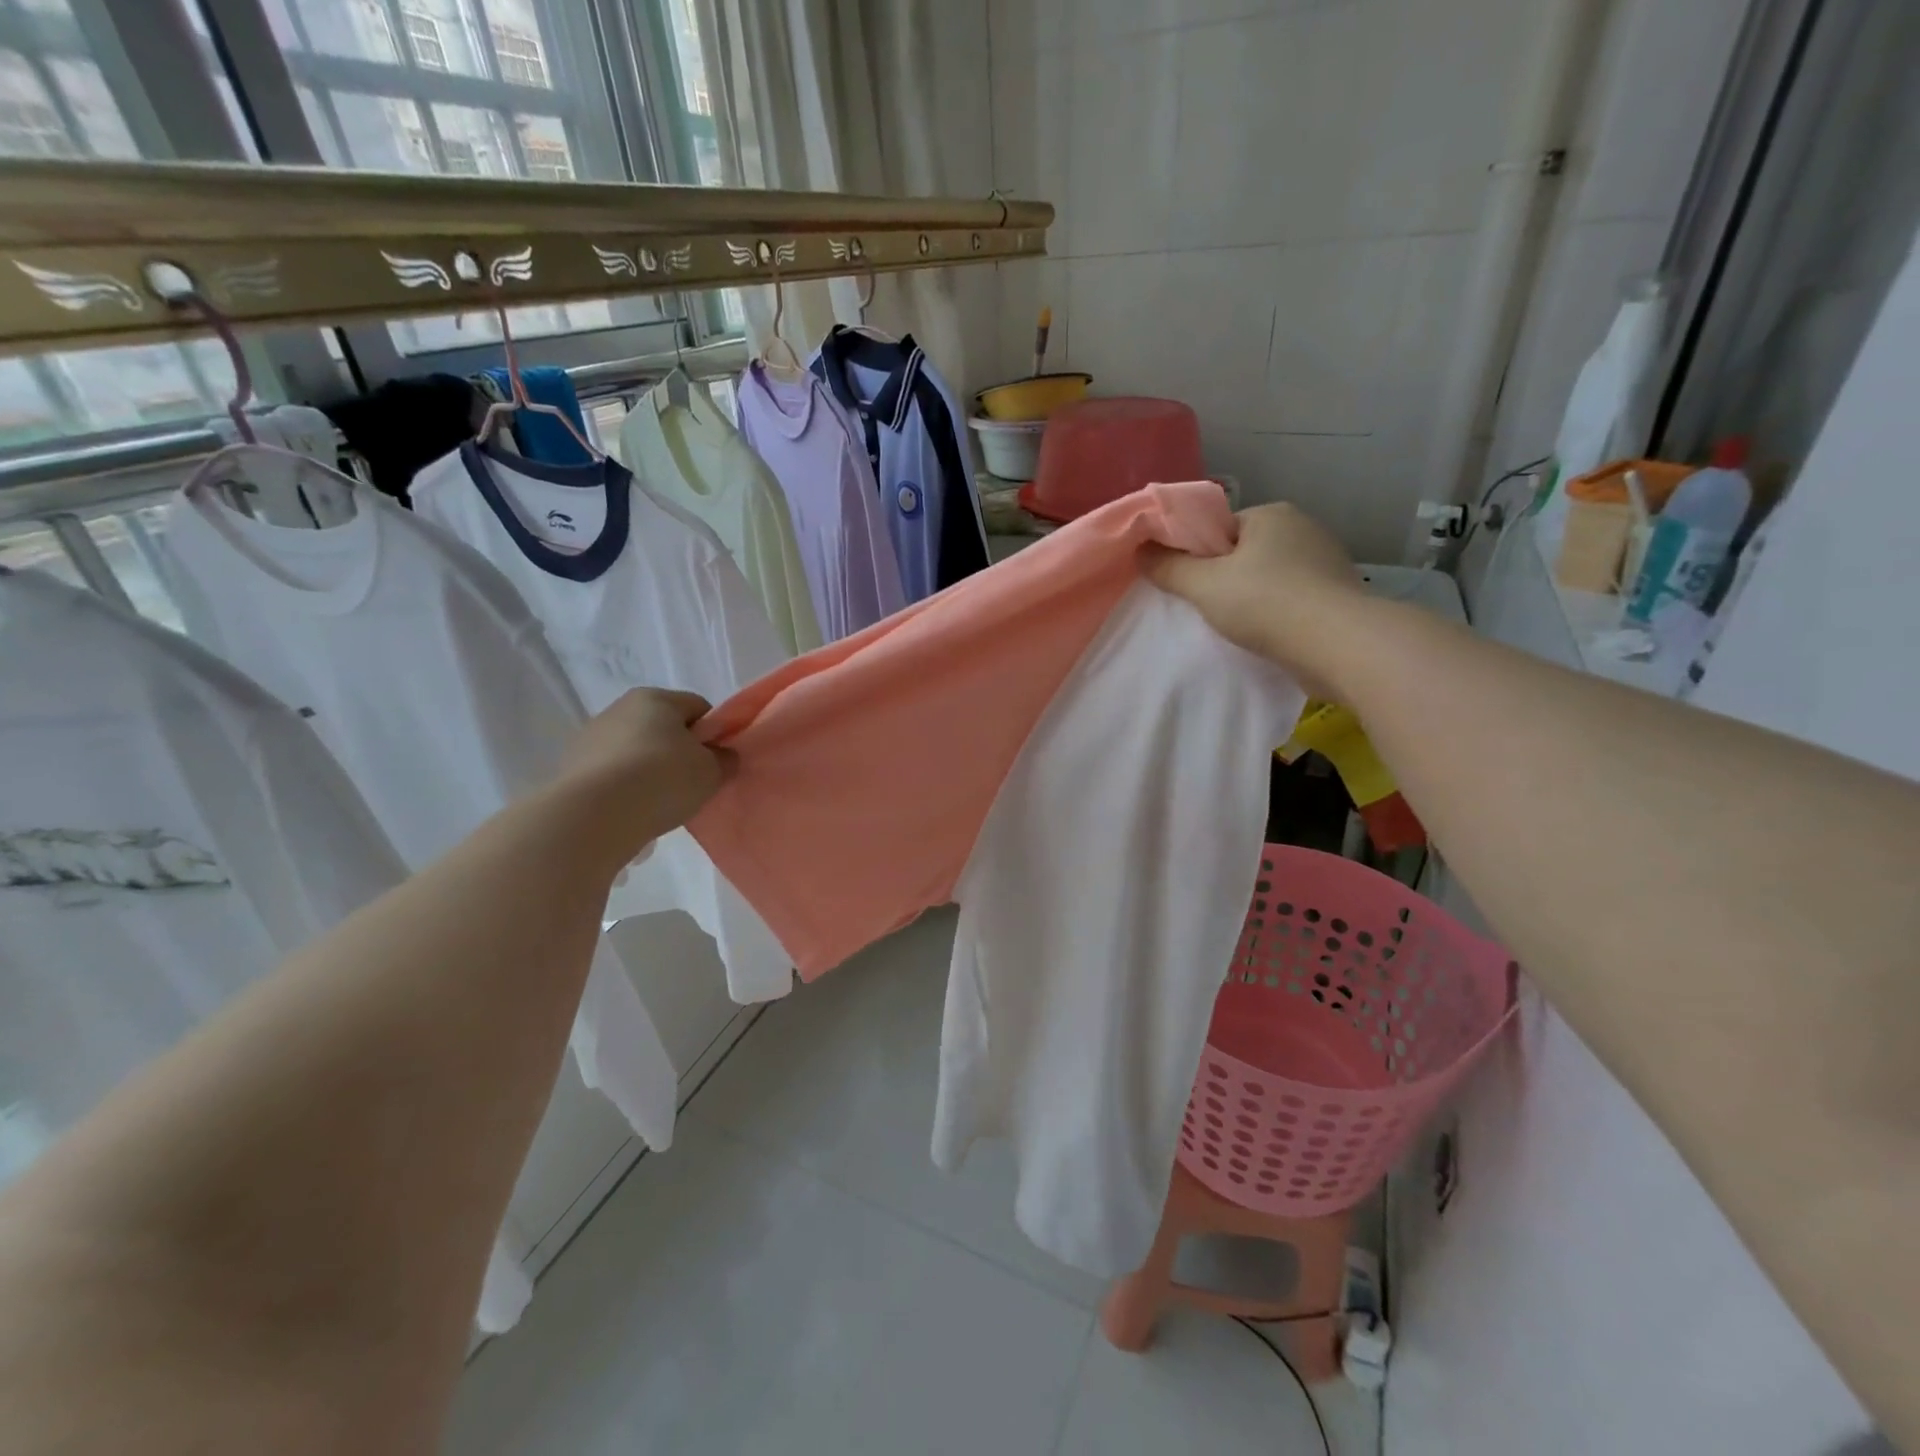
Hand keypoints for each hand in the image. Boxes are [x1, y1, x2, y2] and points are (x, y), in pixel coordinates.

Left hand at [553, 688, 728, 857]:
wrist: (595, 814)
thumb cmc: (663, 779)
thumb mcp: (711, 771)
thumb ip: (724, 760)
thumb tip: (722, 756)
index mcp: (655, 698)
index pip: (698, 707)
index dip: (715, 732)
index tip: (719, 761)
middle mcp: (619, 708)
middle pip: (663, 728)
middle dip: (680, 752)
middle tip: (693, 784)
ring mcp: (590, 737)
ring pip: (635, 751)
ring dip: (650, 771)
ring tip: (660, 804)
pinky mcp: (571, 768)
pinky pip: (612, 774)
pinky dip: (625, 788)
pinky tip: (633, 811)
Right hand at [1148, 503, 1364, 694]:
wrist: (1338, 645)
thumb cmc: (1266, 603)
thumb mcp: (1204, 585)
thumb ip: (1169, 567)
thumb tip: (1140, 550)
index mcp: (1271, 514)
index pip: (1221, 528)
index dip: (1199, 555)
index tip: (1189, 584)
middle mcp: (1303, 528)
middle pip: (1244, 552)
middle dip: (1225, 578)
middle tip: (1206, 608)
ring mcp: (1326, 561)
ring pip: (1270, 577)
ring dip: (1252, 598)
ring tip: (1237, 626)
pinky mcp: (1338, 595)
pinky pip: (1292, 599)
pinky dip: (1276, 614)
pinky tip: (1267, 635)